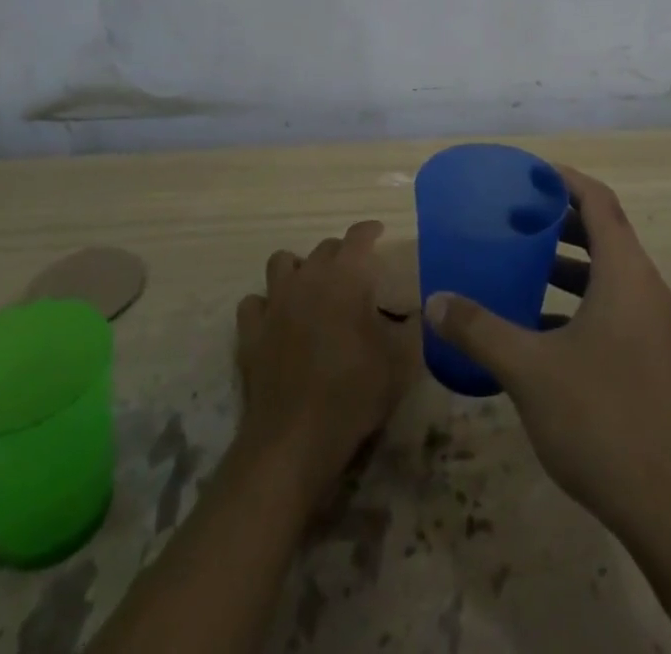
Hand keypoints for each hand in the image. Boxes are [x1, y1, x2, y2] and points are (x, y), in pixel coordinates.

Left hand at [235, 220, 410, 506]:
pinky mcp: (250, 332)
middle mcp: (307, 277)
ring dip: (298, 269)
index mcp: (345, 276)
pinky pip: (254, 302)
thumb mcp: (401, 360)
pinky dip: (266, 305)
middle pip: (323, 248)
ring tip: (311, 288)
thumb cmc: (354, 392)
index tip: (379, 233)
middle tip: (354, 274)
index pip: (358, 236)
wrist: (295, 439)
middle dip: (340, 254)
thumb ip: (412, 326)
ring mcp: (274, 302)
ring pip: (281, 263)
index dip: (370, 231)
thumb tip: (420, 309)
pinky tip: (277, 319)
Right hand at [423, 167, 670, 532]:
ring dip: (568, 263)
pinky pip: (612, 307)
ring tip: (523, 264)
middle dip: (560, 220)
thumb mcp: (529, 369)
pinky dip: (578, 301)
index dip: (565, 180)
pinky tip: (540, 327)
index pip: (598, 201)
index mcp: (624, 273)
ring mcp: (652, 325)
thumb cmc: (601, 418)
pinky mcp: (650, 358)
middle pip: (604, 232)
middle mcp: (644, 288)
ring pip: (608, 273)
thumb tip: (434, 300)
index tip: (528, 175)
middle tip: (516, 217)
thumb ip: (479, 329)